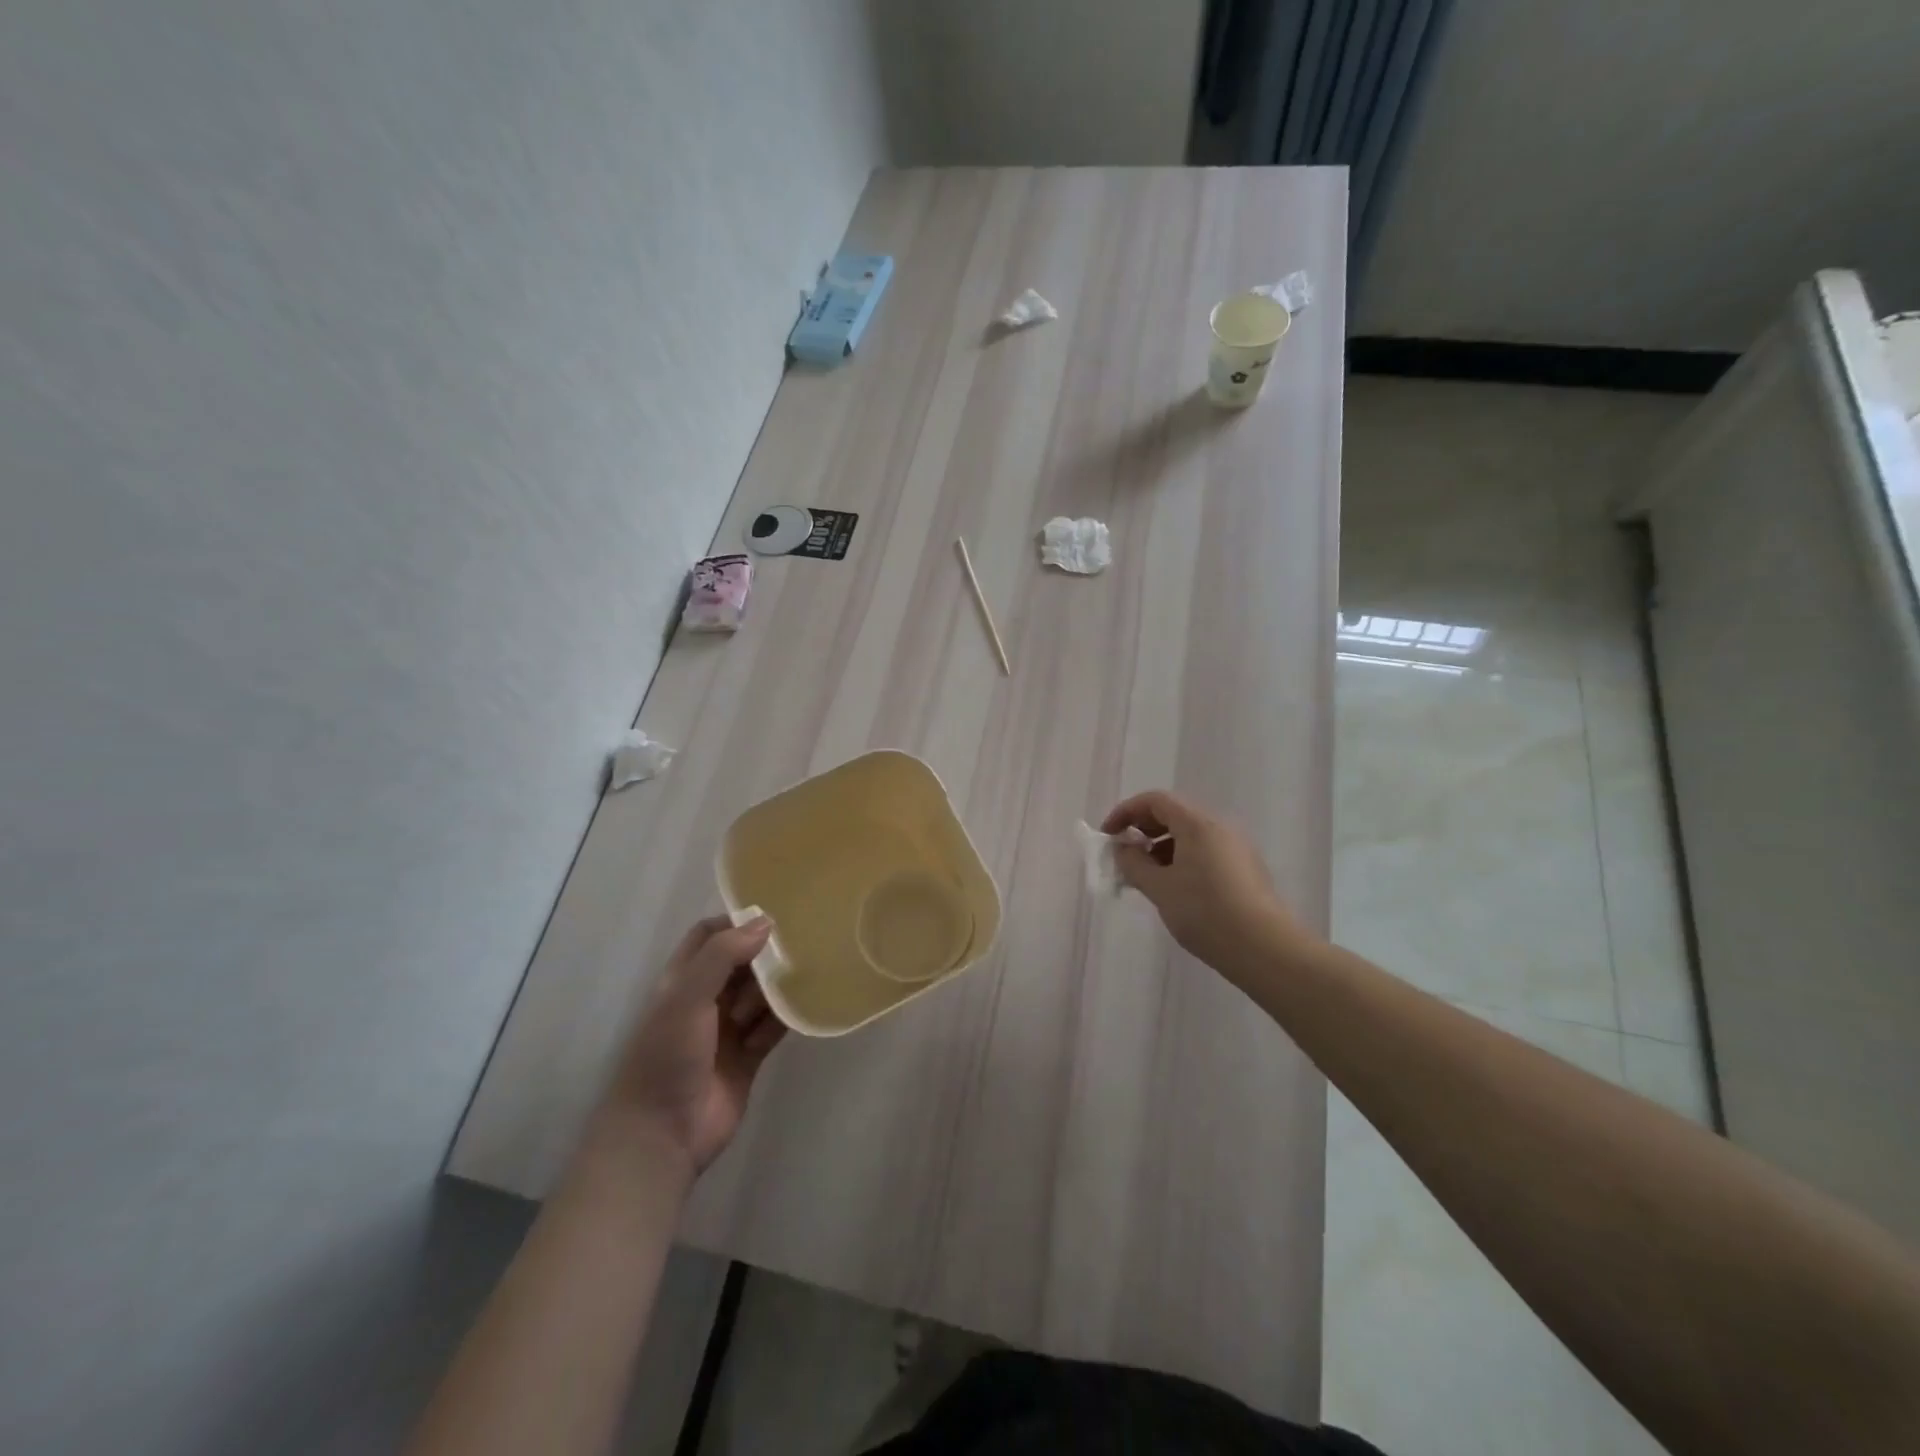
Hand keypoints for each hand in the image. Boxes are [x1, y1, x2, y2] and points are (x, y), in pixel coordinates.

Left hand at [593, 915, 786, 1177]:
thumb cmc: (668, 1056)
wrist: (663, 1135)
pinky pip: (773, 1027)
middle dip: (765, 954)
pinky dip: (786, 1017)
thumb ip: (723, 955)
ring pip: (761, 994)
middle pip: (741, 963)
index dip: (736, 922)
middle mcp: (705, 1000)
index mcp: (683, 980)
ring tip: (802, 977)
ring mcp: (728, 1029)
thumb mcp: (688, 997)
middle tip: (800, 945)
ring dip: (777, 987)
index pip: (709, 935)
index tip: (772, 917)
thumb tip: (766, 923)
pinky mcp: (749, 1056)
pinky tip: (804, 1008)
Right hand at [1101, 790, 1309, 980]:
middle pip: (1174, 814)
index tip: (1108, 836)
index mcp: (1198, 824)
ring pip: (1190, 836)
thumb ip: (1133, 863)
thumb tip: (1123, 849)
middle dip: (1143, 830)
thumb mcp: (1159, 888)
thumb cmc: (1205, 913)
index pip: (1155, 800)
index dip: (1126, 812)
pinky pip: (1205, 852)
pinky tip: (1174, 890)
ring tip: (1146, 878)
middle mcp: (1220, 828)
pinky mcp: (1245, 870)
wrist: (1265, 949)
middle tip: (1124, 857)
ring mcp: (1237, 848)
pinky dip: (1182, 860)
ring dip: (1161, 848)